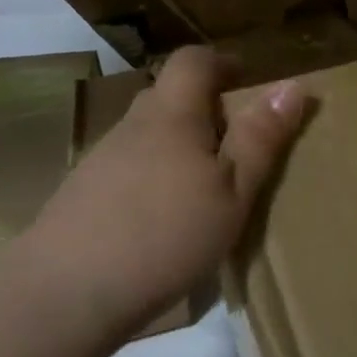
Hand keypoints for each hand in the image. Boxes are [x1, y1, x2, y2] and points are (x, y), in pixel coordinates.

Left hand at [14, 48, 308, 346]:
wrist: (64, 295)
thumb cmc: (166, 235)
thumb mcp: (233, 191)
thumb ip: (260, 139)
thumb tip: (291, 85)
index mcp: (171, 115)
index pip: (193, 60)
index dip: (222, 63)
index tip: (247, 84)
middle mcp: (132, 126)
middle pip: (169, 97)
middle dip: (205, 109)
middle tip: (237, 145)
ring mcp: (101, 160)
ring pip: (149, 135)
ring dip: (179, 146)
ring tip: (205, 189)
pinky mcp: (83, 195)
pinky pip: (130, 167)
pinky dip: (155, 177)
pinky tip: (164, 220)